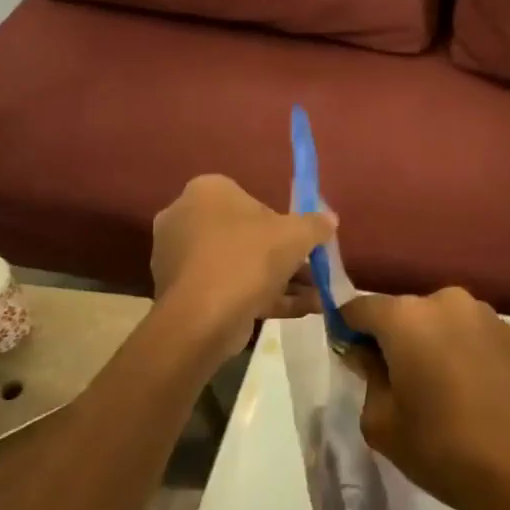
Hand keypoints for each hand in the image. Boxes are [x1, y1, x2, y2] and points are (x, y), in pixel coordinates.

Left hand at [150, 174, 335, 359]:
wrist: (204, 318)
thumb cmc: (249, 258)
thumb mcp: (295, 235)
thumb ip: (315, 224)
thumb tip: (330, 220)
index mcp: (205, 192)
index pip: (248, 198)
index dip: (280, 220)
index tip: (301, 240)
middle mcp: (185, 219)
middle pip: (245, 234)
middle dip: (283, 256)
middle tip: (313, 271)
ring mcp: (180, 259)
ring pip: (240, 265)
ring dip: (280, 280)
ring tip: (317, 298)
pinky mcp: (182, 294)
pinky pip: (229, 288)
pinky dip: (263, 297)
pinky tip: (302, 311)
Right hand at [340, 288, 509, 509]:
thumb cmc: (441, 449)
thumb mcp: (381, 422)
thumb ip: (367, 375)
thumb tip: (368, 353)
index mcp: (406, 317)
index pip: (360, 308)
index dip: (347, 330)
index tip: (350, 357)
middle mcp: (445, 300)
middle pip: (403, 311)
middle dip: (392, 338)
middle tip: (393, 379)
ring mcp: (484, 314)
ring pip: (438, 320)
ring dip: (428, 341)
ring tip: (436, 387)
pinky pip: (469, 332)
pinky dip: (459, 349)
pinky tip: (467, 389)